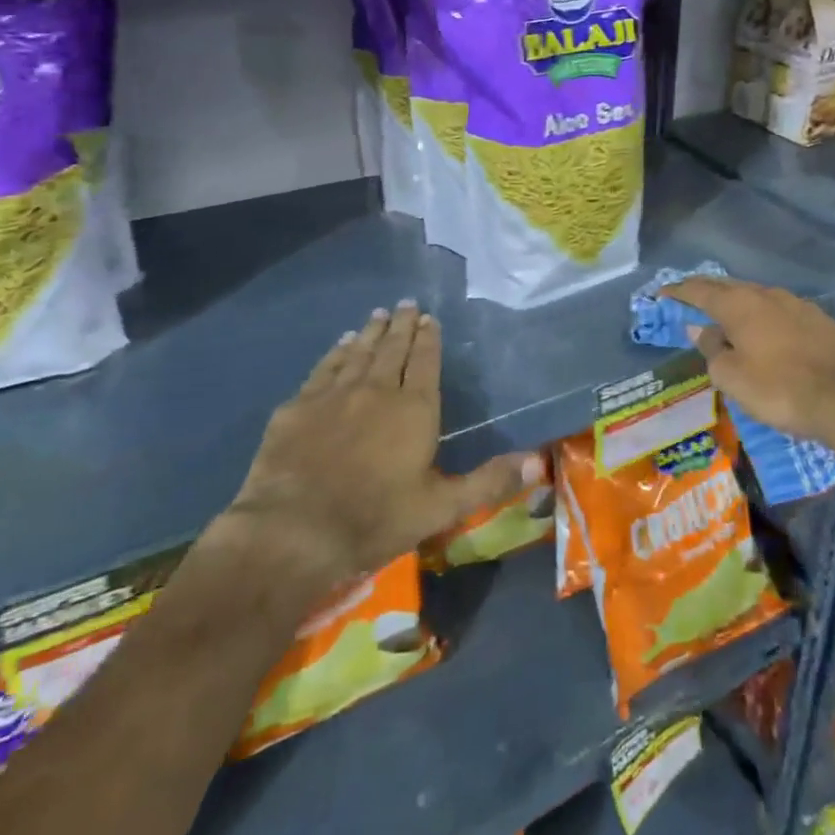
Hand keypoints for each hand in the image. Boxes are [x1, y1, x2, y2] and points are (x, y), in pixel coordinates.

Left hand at [214, 303, 539, 595]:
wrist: (293, 531)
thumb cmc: (375, 519)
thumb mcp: (441, 507)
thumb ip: (489, 481)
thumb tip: (540, 462)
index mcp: (414, 408)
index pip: (425, 362)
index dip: (429, 339)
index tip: (430, 318)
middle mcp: (377, 390)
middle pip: (393, 349)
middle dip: (402, 325)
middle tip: (407, 304)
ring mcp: (334, 395)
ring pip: (359, 353)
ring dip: (371, 332)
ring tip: (379, 315)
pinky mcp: (298, 406)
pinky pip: (324, 368)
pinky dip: (336, 352)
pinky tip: (341, 344)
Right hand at [661, 277, 834, 452]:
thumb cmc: (778, 389)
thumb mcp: (732, 377)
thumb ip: (712, 349)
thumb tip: (701, 328)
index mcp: (739, 305)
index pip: (700, 290)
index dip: (679, 291)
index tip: (663, 293)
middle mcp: (766, 294)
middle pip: (729, 287)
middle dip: (707, 293)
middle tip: (690, 301)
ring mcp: (796, 304)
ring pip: (757, 297)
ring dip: (738, 305)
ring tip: (727, 318)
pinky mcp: (818, 319)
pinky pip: (780, 311)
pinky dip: (764, 317)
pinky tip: (765, 332)